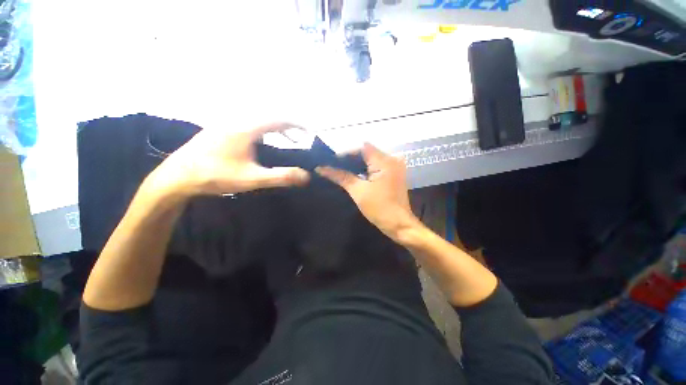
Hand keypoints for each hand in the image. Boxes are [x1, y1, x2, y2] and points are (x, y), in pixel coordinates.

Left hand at [146, 122, 309, 198]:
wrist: (177, 176)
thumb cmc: (216, 176)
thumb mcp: (252, 178)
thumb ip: (281, 176)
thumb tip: (306, 176)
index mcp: (246, 128)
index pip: (278, 119)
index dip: (297, 124)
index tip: (310, 131)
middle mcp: (237, 120)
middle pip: (269, 116)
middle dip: (288, 125)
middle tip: (301, 137)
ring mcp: (226, 123)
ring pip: (258, 120)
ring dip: (276, 127)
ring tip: (287, 138)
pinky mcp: (220, 130)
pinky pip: (249, 123)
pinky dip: (263, 130)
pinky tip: (263, 142)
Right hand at [316, 143, 416, 240]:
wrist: (399, 225)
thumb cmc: (379, 208)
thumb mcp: (358, 191)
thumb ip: (340, 176)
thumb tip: (321, 168)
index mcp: (385, 161)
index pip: (362, 148)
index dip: (345, 153)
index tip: (331, 160)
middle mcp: (392, 159)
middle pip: (367, 152)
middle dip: (349, 159)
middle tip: (332, 165)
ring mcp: (394, 167)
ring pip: (371, 159)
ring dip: (356, 164)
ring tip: (339, 169)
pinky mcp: (393, 174)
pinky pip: (376, 166)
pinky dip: (364, 169)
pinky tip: (353, 174)